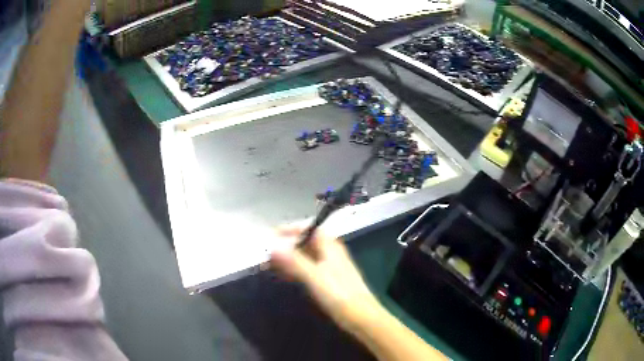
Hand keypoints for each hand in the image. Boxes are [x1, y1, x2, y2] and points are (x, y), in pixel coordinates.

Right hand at [271, 226, 384, 333]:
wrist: (362, 317)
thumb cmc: (339, 294)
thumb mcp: (315, 276)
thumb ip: (294, 261)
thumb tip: (273, 246)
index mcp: (330, 246)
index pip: (308, 228)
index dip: (290, 229)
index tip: (272, 235)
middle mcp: (330, 253)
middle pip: (306, 242)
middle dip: (286, 245)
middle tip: (267, 253)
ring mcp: (330, 267)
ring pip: (306, 257)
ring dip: (289, 258)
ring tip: (270, 264)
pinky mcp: (329, 281)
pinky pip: (308, 269)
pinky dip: (296, 269)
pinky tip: (285, 276)